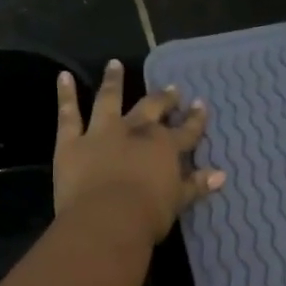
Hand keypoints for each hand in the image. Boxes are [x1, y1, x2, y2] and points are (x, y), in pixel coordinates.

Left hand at [54, 60, 224, 243]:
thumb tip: (221, 174)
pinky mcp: (72, 142)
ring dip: (113, 81)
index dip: (195, 119)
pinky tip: (64, 76)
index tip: (200, 105)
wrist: (106, 220)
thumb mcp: (178, 201)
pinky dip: (66, 94)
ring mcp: (102, 132)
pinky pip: (68, 114)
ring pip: (108, 100)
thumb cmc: (147, 215)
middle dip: (163, 98)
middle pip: (151, 108)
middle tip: (171, 88)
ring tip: (114, 64)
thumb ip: (197, 184)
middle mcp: (135, 131)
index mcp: (164, 147)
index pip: (186, 130)